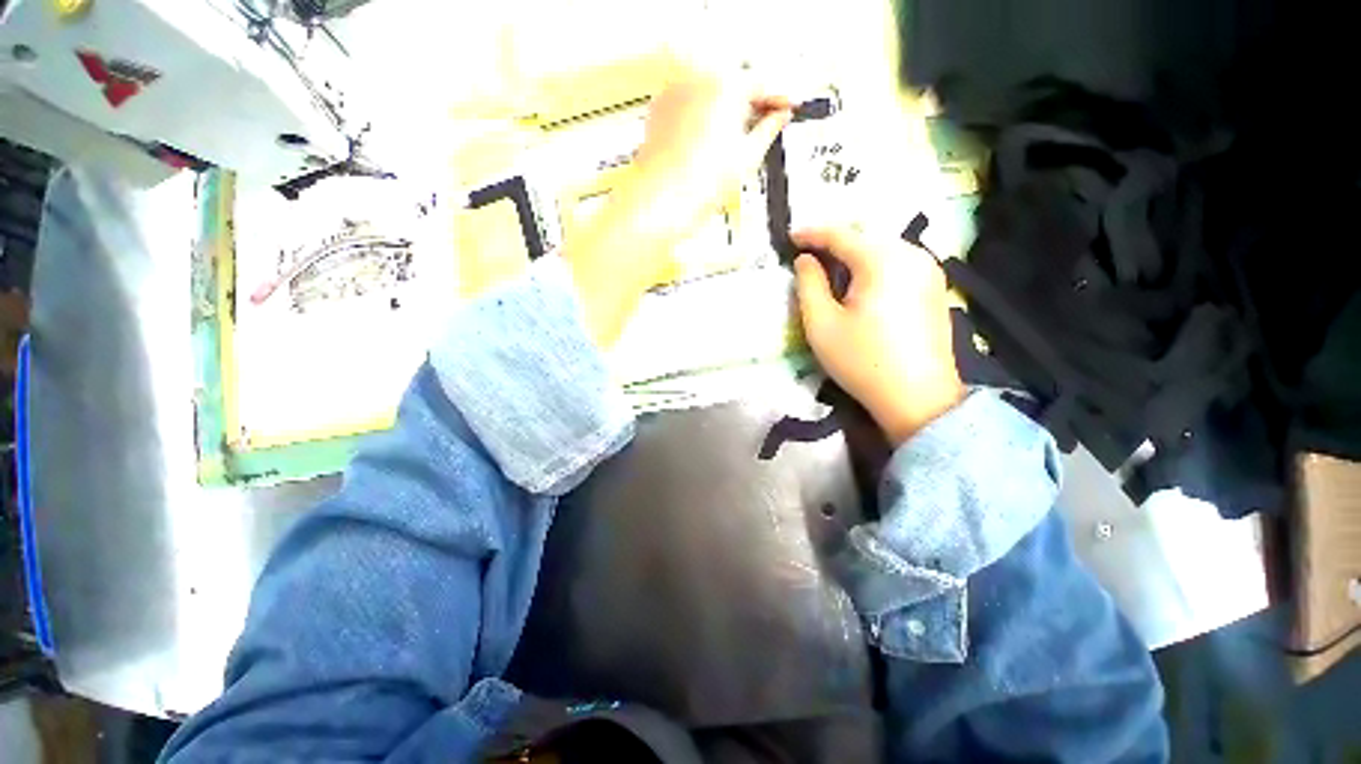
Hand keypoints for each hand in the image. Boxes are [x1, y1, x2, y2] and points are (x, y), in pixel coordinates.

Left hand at [628, 70, 792, 253]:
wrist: (662, 201)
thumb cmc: (697, 185)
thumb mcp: (747, 157)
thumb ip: (769, 130)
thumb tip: (778, 119)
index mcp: (725, 86)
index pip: (761, 84)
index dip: (777, 98)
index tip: (785, 108)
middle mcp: (697, 80)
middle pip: (734, 83)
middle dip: (750, 102)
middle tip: (764, 123)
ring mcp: (675, 92)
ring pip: (710, 91)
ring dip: (726, 107)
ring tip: (733, 139)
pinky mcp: (660, 108)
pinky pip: (689, 103)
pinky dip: (701, 115)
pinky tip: (707, 140)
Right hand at [792, 228, 963, 445]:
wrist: (919, 398)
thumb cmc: (862, 361)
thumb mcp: (821, 324)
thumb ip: (808, 284)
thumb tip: (805, 260)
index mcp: (883, 260)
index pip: (841, 234)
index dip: (812, 234)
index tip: (790, 237)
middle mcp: (913, 254)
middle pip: (866, 237)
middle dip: (835, 242)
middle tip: (809, 254)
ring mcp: (930, 270)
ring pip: (885, 249)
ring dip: (856, 254)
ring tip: (832, 268)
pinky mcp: (936, 288)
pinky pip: (900, 263)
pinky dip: (875, 266)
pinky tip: (862, 283)